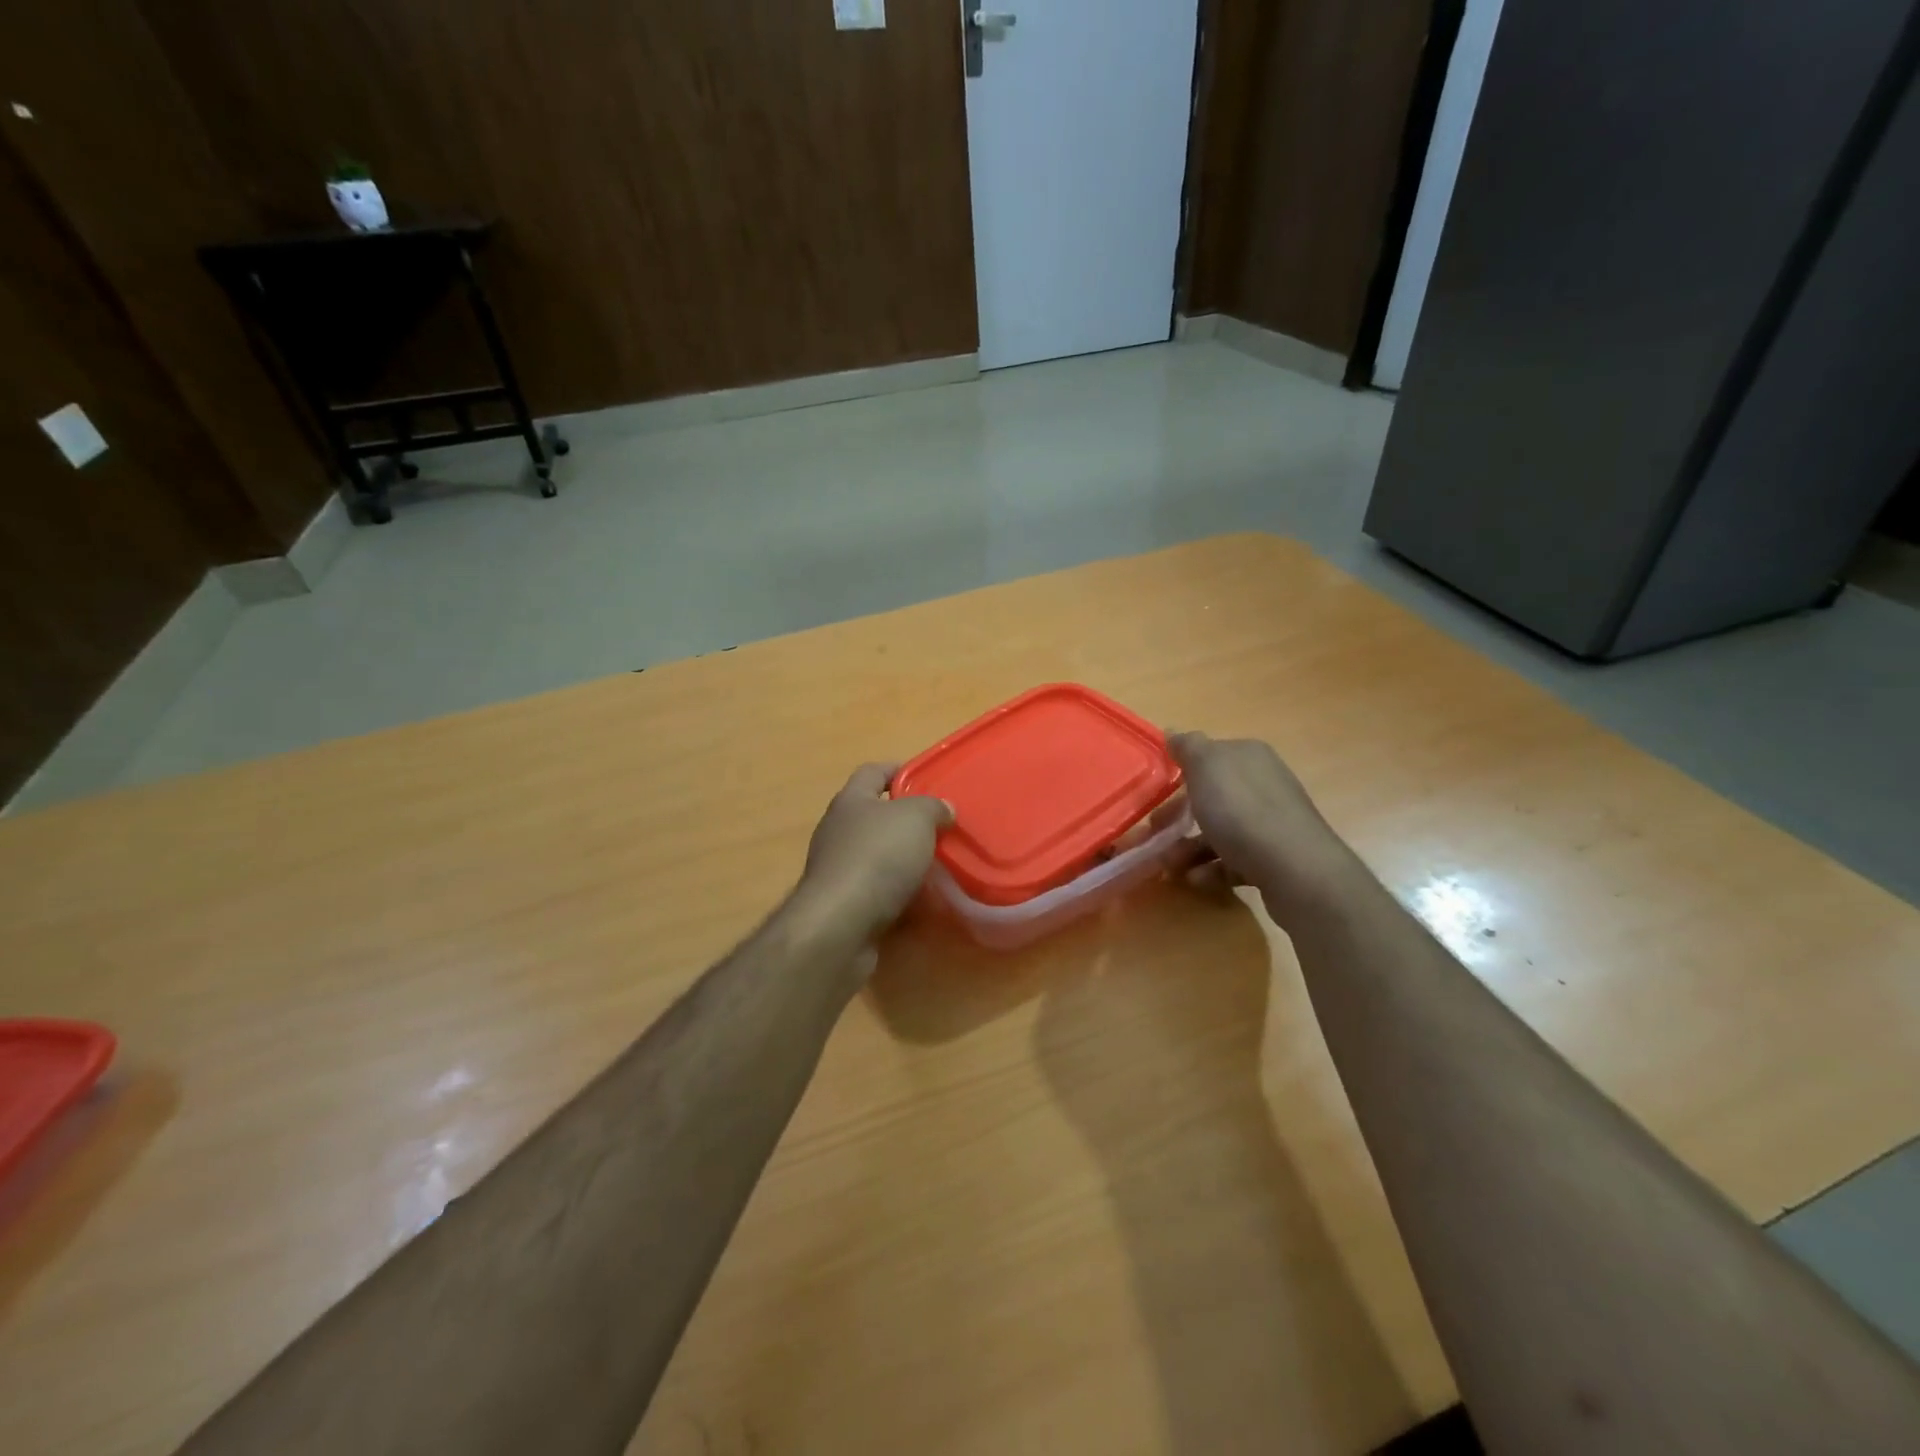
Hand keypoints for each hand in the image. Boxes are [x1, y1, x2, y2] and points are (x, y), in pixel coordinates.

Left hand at [795, 764, 953, 948]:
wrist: (841, 924)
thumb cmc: (878, 857)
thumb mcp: (916, 818)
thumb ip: (932, 807)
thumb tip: (943, 809)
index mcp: (851, 801)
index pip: (872, 772)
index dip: (898, 770)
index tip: (926, 778)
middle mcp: (839, 831)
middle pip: (876, 817)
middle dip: (908, 822)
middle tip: (943, 829)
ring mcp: (839, 870)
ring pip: (880, 858)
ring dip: (907, 862)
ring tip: (942, 867)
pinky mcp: (845, 905)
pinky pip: (880, 893)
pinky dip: (901, 895)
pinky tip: (926, 902)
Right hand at [1168, 732, 1353, 911]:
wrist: (1295, 869)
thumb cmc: (1242, 811)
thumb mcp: (1207, 767)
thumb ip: (1188, 747)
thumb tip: (1173, 732)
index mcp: (1249, 757)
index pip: (1209, 757)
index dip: (1180, 773)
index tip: (1154, 794)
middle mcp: (1264, 784)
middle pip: (1211, 797)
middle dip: (1178, 816)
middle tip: (1153, 833)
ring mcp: (1271, 823)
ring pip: (1219, 831)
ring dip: (1188, 848)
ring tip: (1170, 865)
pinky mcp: (1275, 857)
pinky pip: (1233, 860)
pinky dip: (1210, 869)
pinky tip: (1195, 879)